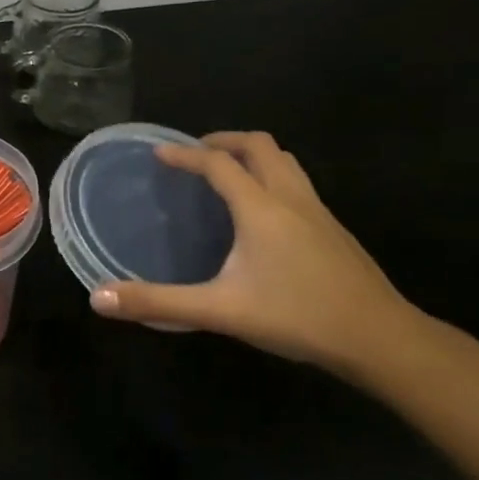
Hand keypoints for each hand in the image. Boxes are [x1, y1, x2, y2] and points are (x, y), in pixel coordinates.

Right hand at [90, 132, 413, 370]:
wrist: (379, 338)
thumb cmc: (297, 317)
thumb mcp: (220, 311)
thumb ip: (159, 302)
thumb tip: (98, 298)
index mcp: (261, 208)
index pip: (218, 164)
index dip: (185, 155)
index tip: (158, 154)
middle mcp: (290, 197)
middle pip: (259, 145)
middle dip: (223, 141)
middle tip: (195, 156)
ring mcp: (318, 211)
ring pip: (285, 160)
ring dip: (253, 155)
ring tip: (227, 173)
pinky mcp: (334, 229)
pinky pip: (297, 182)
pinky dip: (272, 177)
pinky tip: (263, 213)